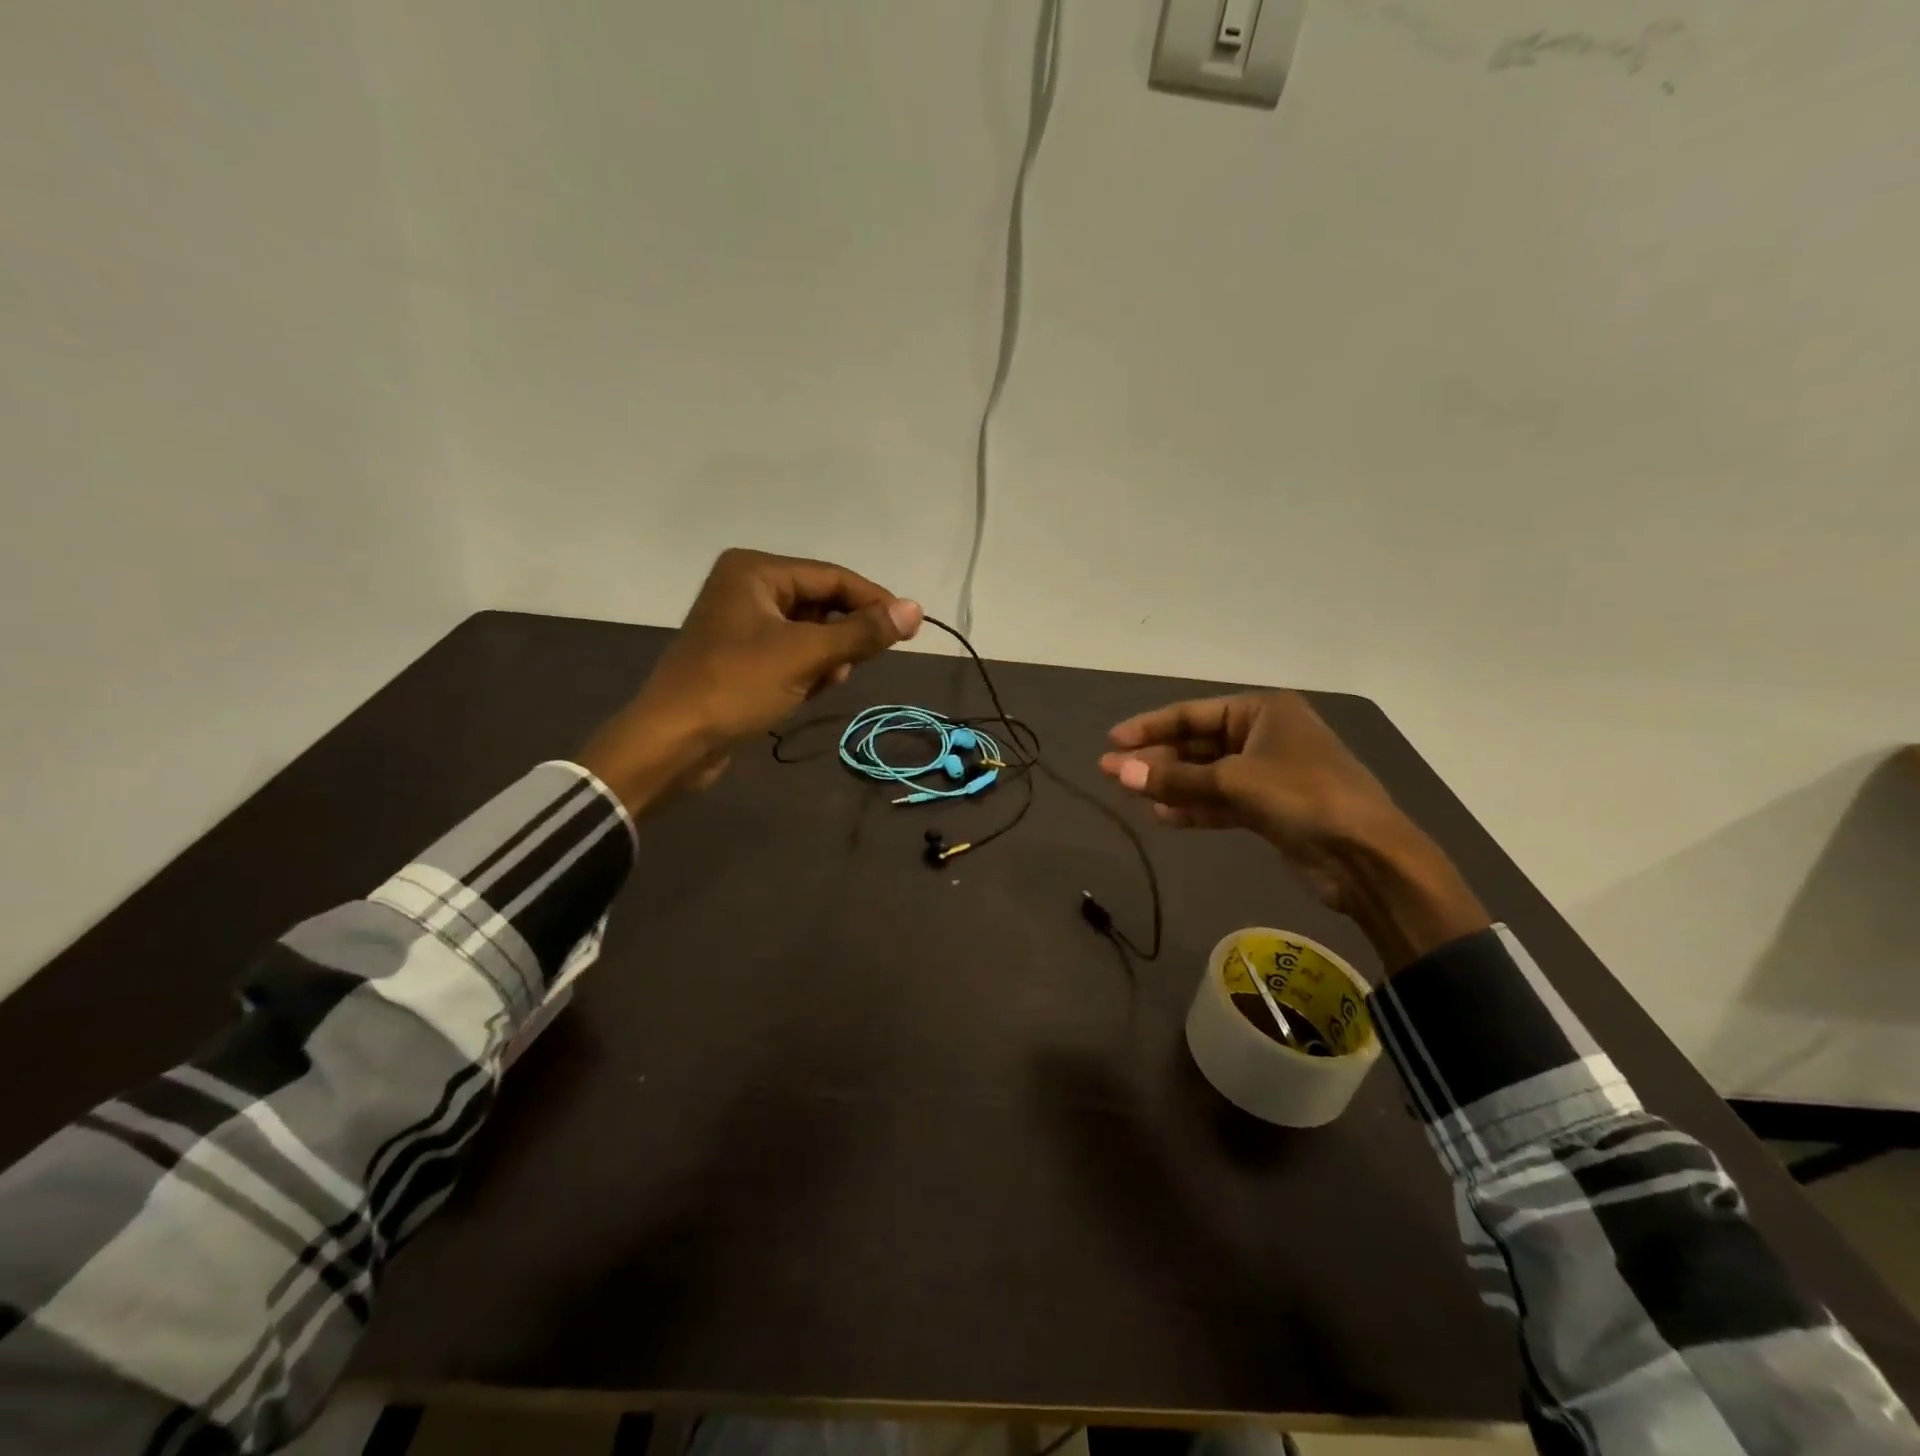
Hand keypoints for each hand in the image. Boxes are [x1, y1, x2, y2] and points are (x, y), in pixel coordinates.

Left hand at [580, 548, 921, 814]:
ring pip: (809, 632)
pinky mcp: (741, 657)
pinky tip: (806, 692)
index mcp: (756, 571)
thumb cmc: (736, 686)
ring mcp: (743, 624)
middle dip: (844, 635)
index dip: (875, 601)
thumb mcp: (805, 655)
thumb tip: (915, 609)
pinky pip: (791, 654)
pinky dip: (807, 670)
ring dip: (827, 657)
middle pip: (822, 603)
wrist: (672, 741)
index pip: (833, 576)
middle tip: (861, 662)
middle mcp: (748, 588)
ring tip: (827, 681)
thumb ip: (862, 632)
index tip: (910, 629)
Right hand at [1098, 691, 1487, 970]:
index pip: (1193, 714)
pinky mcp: (1270, 809)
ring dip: (1171, 785)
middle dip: (1156, 759)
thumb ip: (1174, 778)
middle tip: (1111, 772)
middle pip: (1198, 744)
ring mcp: (1269, 774)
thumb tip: (1118, 771)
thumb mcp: (1234, 782)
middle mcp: (1265, 735)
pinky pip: (1221, 802)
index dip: (1150, 727)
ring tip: (1129, 793)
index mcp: (1263, 711)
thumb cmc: (1303, 798)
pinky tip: (1162, 816)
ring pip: (1207, 775)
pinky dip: (1194, 808)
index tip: (1112, 741)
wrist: (1367, 858)